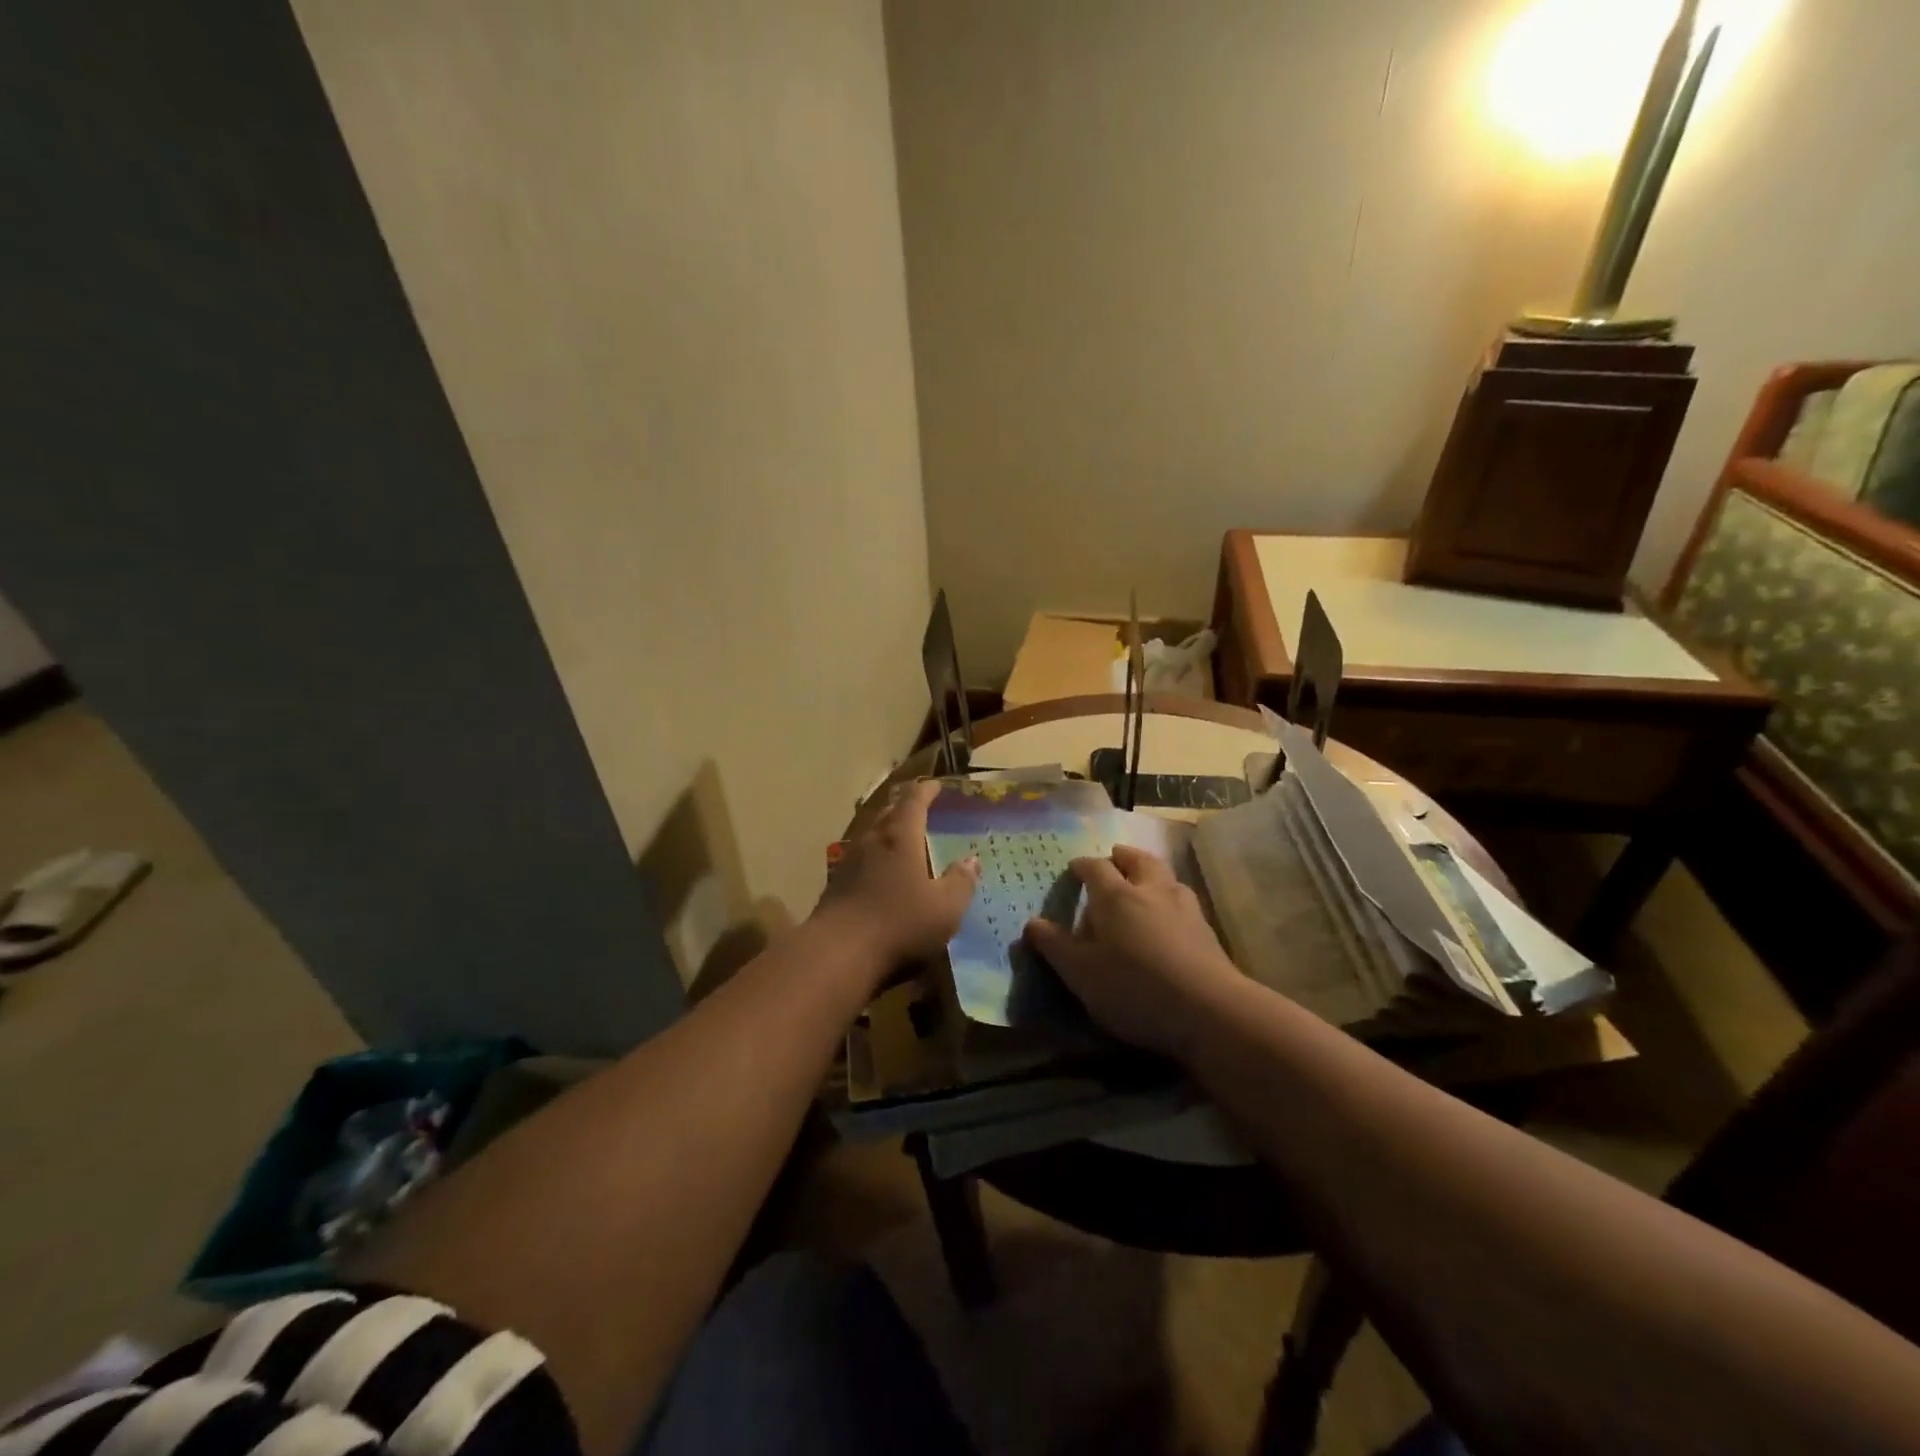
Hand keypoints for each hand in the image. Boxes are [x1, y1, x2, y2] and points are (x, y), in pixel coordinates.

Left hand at [814, 779, 977, 974]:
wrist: (837, 954)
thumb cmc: (899, 924)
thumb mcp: (945, 908)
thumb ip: (960, 882)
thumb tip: (971, 860)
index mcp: (900, 837)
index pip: (913, 802)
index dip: (926, 792)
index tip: (936, 786)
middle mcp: (872, 841)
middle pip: (887, 814)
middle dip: (903, 808)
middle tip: (919, 809)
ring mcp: (848, 863)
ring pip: (871, 837)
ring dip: (886, 833)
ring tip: (901, 841)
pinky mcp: (835, 887)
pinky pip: (859, 861)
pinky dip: (874, 859)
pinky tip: (879, 876)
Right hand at [1023, 843, 1241, 1060]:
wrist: (1209, 1010)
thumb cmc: (1134, 988)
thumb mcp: (1081, 974)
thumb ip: (1055, 946)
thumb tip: (1032, 923)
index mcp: (1116, 896)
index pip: (1095, 868)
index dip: (1082, 866)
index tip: (1074, 868)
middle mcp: (1151, 891)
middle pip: (1138, 860)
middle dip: (1123, 856)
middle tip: (1114, 857)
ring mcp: (1185, 908)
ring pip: (1166, 877)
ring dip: (1152, 874)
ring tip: (1144, 884)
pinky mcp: (1207, 932)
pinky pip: (1184, 901)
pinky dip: (1171, 899)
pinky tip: (1171, 918)